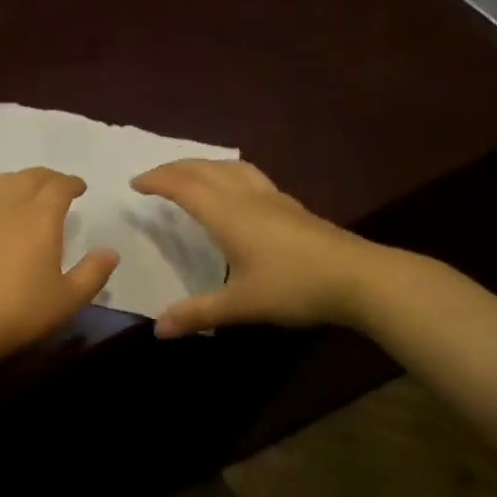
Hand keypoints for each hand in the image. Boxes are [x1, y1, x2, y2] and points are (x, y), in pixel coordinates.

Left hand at [0, 168, 118, 367]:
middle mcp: (8, 207)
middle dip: (47, 177)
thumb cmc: (20, 309)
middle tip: (58, 187)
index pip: (58, 185)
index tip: (80, 188)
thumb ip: (93, 273)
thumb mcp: (68, 299)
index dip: (71, 183)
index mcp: (40, 216)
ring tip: (28, 194)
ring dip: (19, 181)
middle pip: (29, 177)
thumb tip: (110, 252)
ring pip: (1, 183)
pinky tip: (0, 222)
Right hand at [131, 160, 398, 337]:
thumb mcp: (240, 305)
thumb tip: (158, 330)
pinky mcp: (292, 207)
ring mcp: (273, 198)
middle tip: (154, 177)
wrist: (361, 278)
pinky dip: (228, 174)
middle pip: (204, 169)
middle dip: (174, 168)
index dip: (156, 180)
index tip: (135, 184)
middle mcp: (246, 197)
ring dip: (203, 166)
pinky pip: (250, 176)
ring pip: (230, 167)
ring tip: (190, 175)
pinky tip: (236, 192)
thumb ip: (197, 314)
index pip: (183, 186)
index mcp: (227, 214)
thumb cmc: (294, 287)